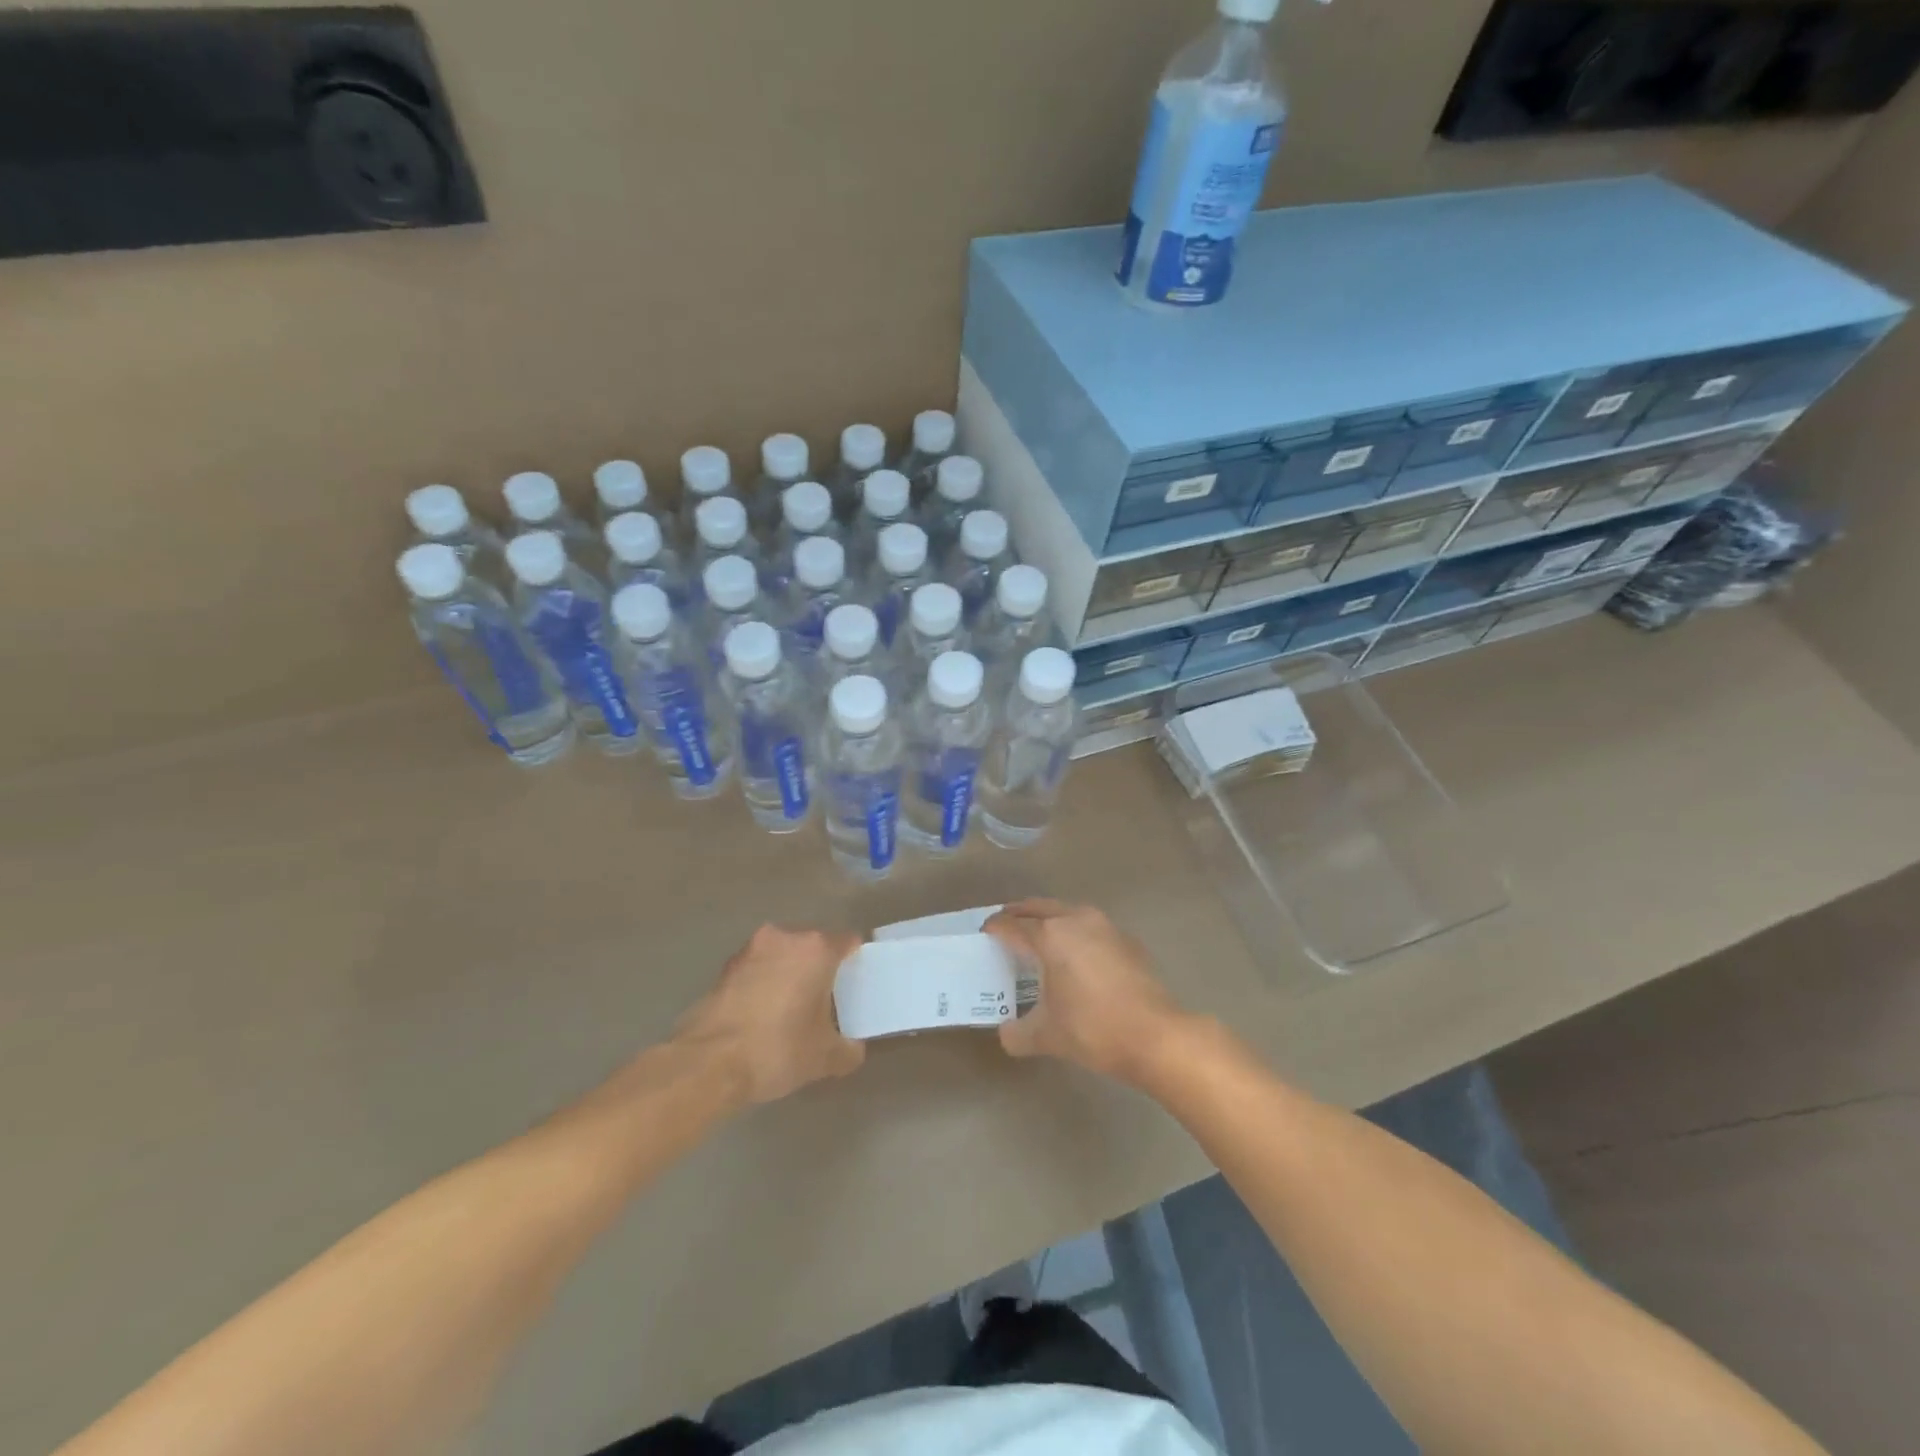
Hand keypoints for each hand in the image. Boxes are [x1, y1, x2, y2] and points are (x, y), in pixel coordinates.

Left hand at [675, 926, 865, 1103]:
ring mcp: (750, 950)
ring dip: (787, 974)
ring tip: (790, 1009)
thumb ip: (848, 1050)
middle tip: (824, 999)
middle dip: (818, 967)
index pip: (847, 941)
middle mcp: (784, 938)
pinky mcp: (724, 968)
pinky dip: (762, 985)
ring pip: (781, 955)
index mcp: (816, 949)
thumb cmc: (778, 1048)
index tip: (855, 981)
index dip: (855, 960)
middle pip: (812, 945)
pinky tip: (761, 1016)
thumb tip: (852, 1049)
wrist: (708, 1063)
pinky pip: (756, 970)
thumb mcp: (824, 1058)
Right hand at [984, 900, 1186, 1084]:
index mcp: (1049, 936)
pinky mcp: (1125, 938)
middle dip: (1019, 915)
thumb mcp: (1046, 1036)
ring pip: (1066, 911)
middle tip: (1005, 929)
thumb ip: (1017, 1033)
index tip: (984, 936)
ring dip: (1048, 919)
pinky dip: (1074, 932)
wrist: (1156, 1035)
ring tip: (1038, 939)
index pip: (1012, 924)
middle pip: (1038, 907)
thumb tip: (1007, 1033)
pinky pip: (1089, 926)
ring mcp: (1104, 925)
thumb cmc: (1093, 1029)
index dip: (994, 929)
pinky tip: (1075, 956)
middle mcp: (1075, 919)